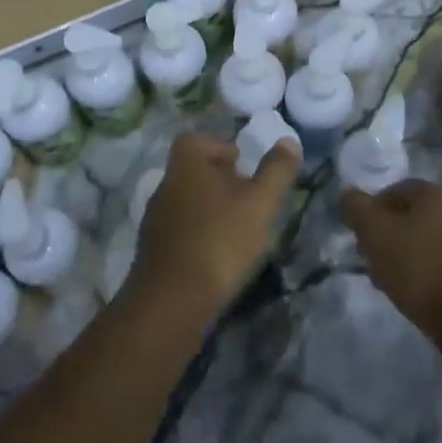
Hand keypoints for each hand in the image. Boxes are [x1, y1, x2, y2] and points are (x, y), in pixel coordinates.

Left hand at [130, 131, 300, 313]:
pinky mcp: (153, 250)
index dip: (220, 147)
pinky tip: (218, 256)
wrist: (171, 302)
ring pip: (187, 202)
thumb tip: (288, 141)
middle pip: (192, 171)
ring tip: (239, 230)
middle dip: (221, 181)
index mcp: (185, 166)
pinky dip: (199, 235)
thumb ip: (275, 171)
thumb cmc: (219, 241)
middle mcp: (165, 186)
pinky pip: (180, 230)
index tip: (243, 166)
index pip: (195, 140)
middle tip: (249, 199)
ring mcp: (155, 220)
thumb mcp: (259, 203)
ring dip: (211, 209)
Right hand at [342, 180, 441, 346]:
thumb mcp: (375, 233)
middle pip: (412, 215)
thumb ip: (357, 208)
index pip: (395, 190)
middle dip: (388, 234)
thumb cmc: (418, 267)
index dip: (372, 210)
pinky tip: (414, 291)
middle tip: (370, 257)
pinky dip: (426, 270)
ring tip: (389, 278)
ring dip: (406, 253)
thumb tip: (347, 192)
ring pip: (428, 240)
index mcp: (435, 192)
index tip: (359, 235)